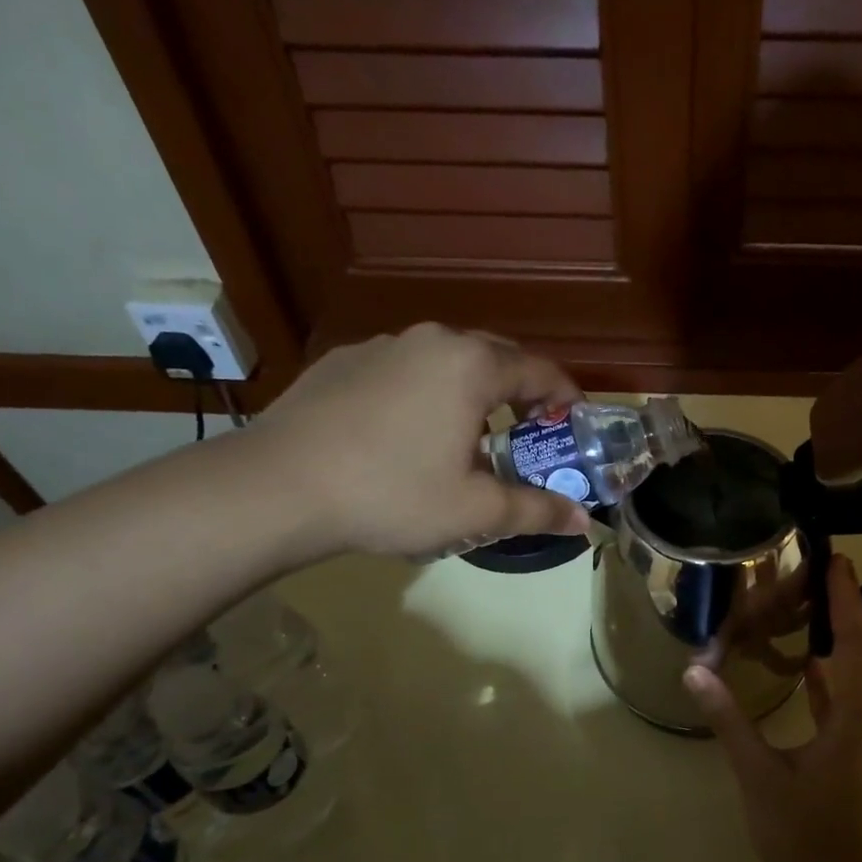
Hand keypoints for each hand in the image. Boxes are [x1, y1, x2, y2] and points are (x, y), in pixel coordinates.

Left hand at [243, 324, 592, 559]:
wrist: (278, 487)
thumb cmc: (392, 494)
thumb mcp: (475, 511)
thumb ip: (536, 511)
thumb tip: (583, 520)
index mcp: (472, 366)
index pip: (540, 370)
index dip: (567, 397)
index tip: (575, 425)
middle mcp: (432, 341)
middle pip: (496, 358)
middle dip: (521, 393)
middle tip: (529, 435)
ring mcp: (382, 346)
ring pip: (447, 362)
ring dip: (471, 392)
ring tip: (468, 437)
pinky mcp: (342, 361)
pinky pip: (403, 370)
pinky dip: (424, 393)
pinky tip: (407, 435)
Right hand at [683, 555, 861, 861]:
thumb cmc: (803, 835)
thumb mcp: (759, 774)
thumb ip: (728, 719)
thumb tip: (695, 671)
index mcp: (859, 717)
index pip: (856, 642)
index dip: (847, 599)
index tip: (838, 560)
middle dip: (848, 611)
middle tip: (825, 573)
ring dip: (845, 643)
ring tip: (815, 609)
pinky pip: (857, 702)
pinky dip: (838, 678)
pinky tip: (812, 668)